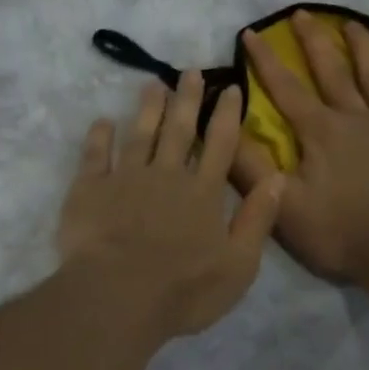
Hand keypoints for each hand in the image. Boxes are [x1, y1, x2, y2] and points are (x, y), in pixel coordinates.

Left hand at [58, 71, 284, 340]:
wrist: (117, 297)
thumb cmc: (184, 290)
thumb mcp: (239, 265)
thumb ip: (258, 220)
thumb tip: (278, 179)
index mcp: (203, 193)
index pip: (220, 143)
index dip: (226, 113)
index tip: (230, 87)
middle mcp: (166, 175)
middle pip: (178, 129)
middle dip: (187, 98)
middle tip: (189, 71)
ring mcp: (126, 178)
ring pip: (139, 134)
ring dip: (147, 108)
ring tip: (152, 84)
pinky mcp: (90, 189)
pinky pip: (95, 155)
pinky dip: (99, 136)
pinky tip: (102, 122)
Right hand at [231, 11, 368, 281]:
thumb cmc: (339, 232)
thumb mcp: (282, 205)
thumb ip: (250, 167)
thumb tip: (223, 128)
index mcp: (320, 132)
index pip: (285, 88)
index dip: (265, 60)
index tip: (251, 33)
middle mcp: (356, 118)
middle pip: (331, 71)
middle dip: (312, 41)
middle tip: (301, 13)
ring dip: (362, 48)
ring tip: (351, 23)